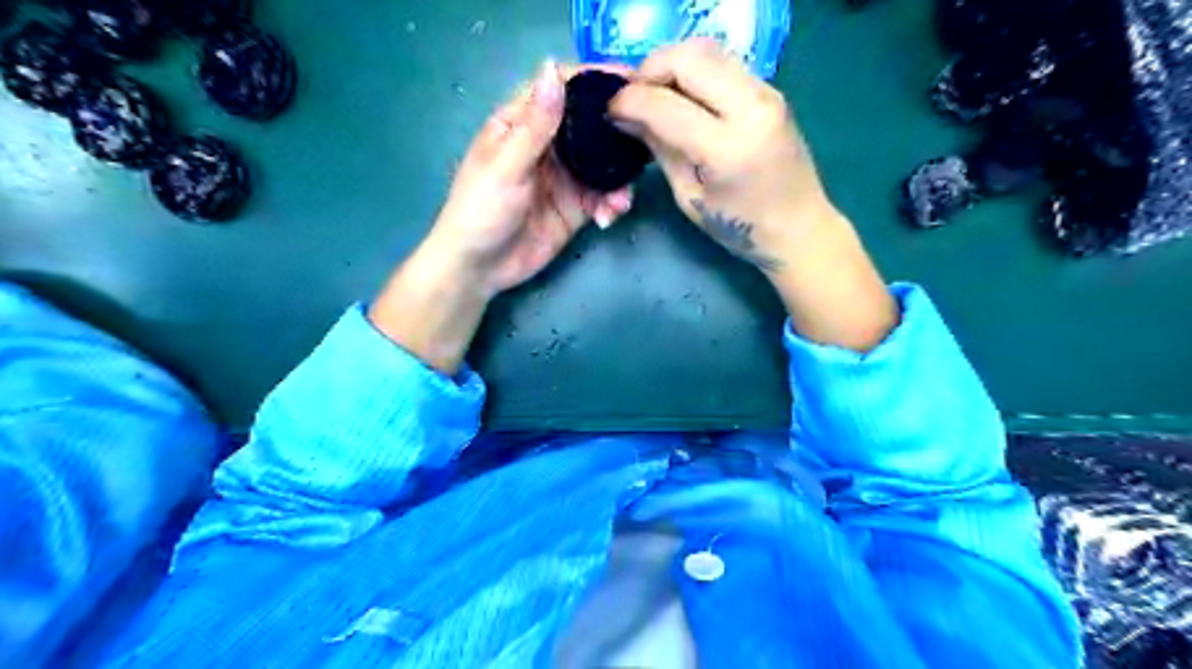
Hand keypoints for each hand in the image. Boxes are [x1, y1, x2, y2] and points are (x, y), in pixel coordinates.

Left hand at [418, 59, 632, 297]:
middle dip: (619, 133)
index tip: (630, 80)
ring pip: (604, 164)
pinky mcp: (576, 207)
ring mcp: (565, 177)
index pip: (562, 89)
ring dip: (619, 179)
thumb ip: (535, 124)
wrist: (480, 268)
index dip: (594, 80)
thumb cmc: (481, 210)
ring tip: (621, 201)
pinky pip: (603, 197)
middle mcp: (548, 145)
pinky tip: (608, 217)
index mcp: (522, 123)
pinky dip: (612, 204)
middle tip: (650, 139)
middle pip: (591, 125)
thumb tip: (552, 67)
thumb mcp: (506, 166)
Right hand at [608, 36, 898, 349]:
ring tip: (655, 94)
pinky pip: (723, 62)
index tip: (610, 110)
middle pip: (688, 57)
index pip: (665, 104)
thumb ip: (660, 149)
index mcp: (726, 148)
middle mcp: (751, 108)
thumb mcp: (689, 196)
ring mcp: (766, 93)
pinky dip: (693, 70)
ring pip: (707, 49)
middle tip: (633, 97)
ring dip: (671, 64)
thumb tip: (626, 116)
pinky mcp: (771, 90)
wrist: (799, 228)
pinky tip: (682, 95)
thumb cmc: (739, 226)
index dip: (629, 100)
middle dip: (649, 70)